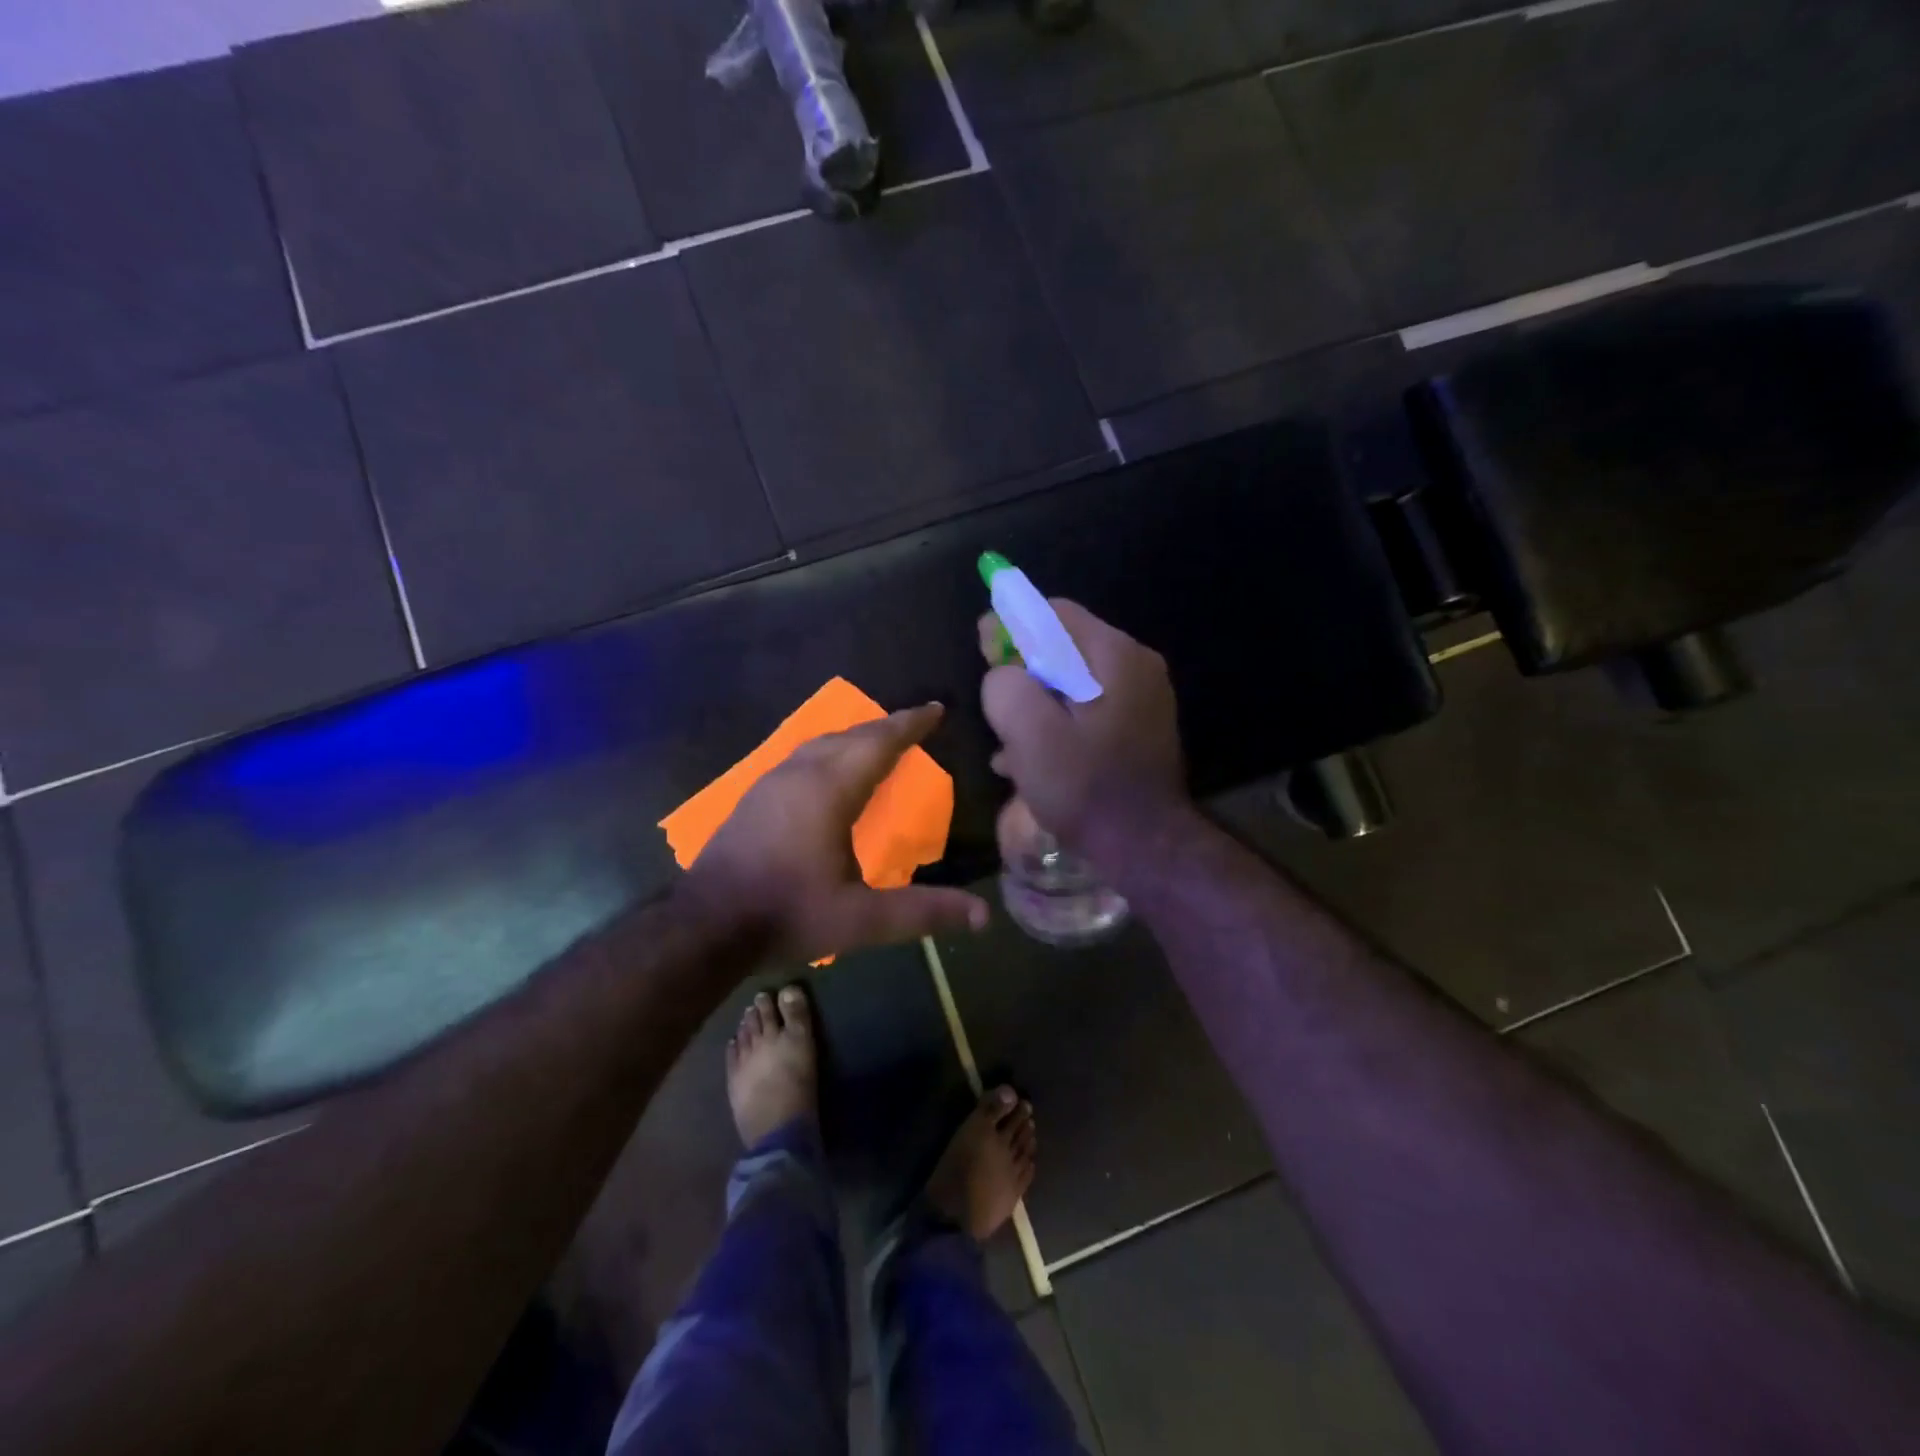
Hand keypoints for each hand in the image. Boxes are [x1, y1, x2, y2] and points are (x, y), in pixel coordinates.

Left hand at [680, 705, 989, 963]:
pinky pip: (802, 757)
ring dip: (855, 737)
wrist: (705, 926)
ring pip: (821, 743)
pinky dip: (829, 752)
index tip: (935, 709)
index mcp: (830, 789)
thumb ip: (922, 912)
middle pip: (850, 735)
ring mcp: (771, 782)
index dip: (910, 724)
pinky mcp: (754, 798)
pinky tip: (829, 771)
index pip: (879, 742)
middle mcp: (800, 774)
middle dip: (886, 726)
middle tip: (914, 723)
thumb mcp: (862, 921)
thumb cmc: (789, 914)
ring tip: (878, 742)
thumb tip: (983, 916)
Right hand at [979, 600, 1186, 851]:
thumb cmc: (1085, 787)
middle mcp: (1136, 666)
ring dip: (1037, 709)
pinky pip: (1088, 712)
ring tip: (1011, 748)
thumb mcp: (1030, 733)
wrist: (1145, 847)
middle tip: (998, 714)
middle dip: (1024, 677)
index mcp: (1115, 655)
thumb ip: (1006, 686)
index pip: (1054, 614)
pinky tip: (1034, 763)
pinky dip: (1059, 727)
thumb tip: (1003, 672)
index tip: (985, 656)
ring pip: (1071, 685)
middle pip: (1063, 650)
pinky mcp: (1140, 729)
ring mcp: (1143, 699)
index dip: (1012, 628)